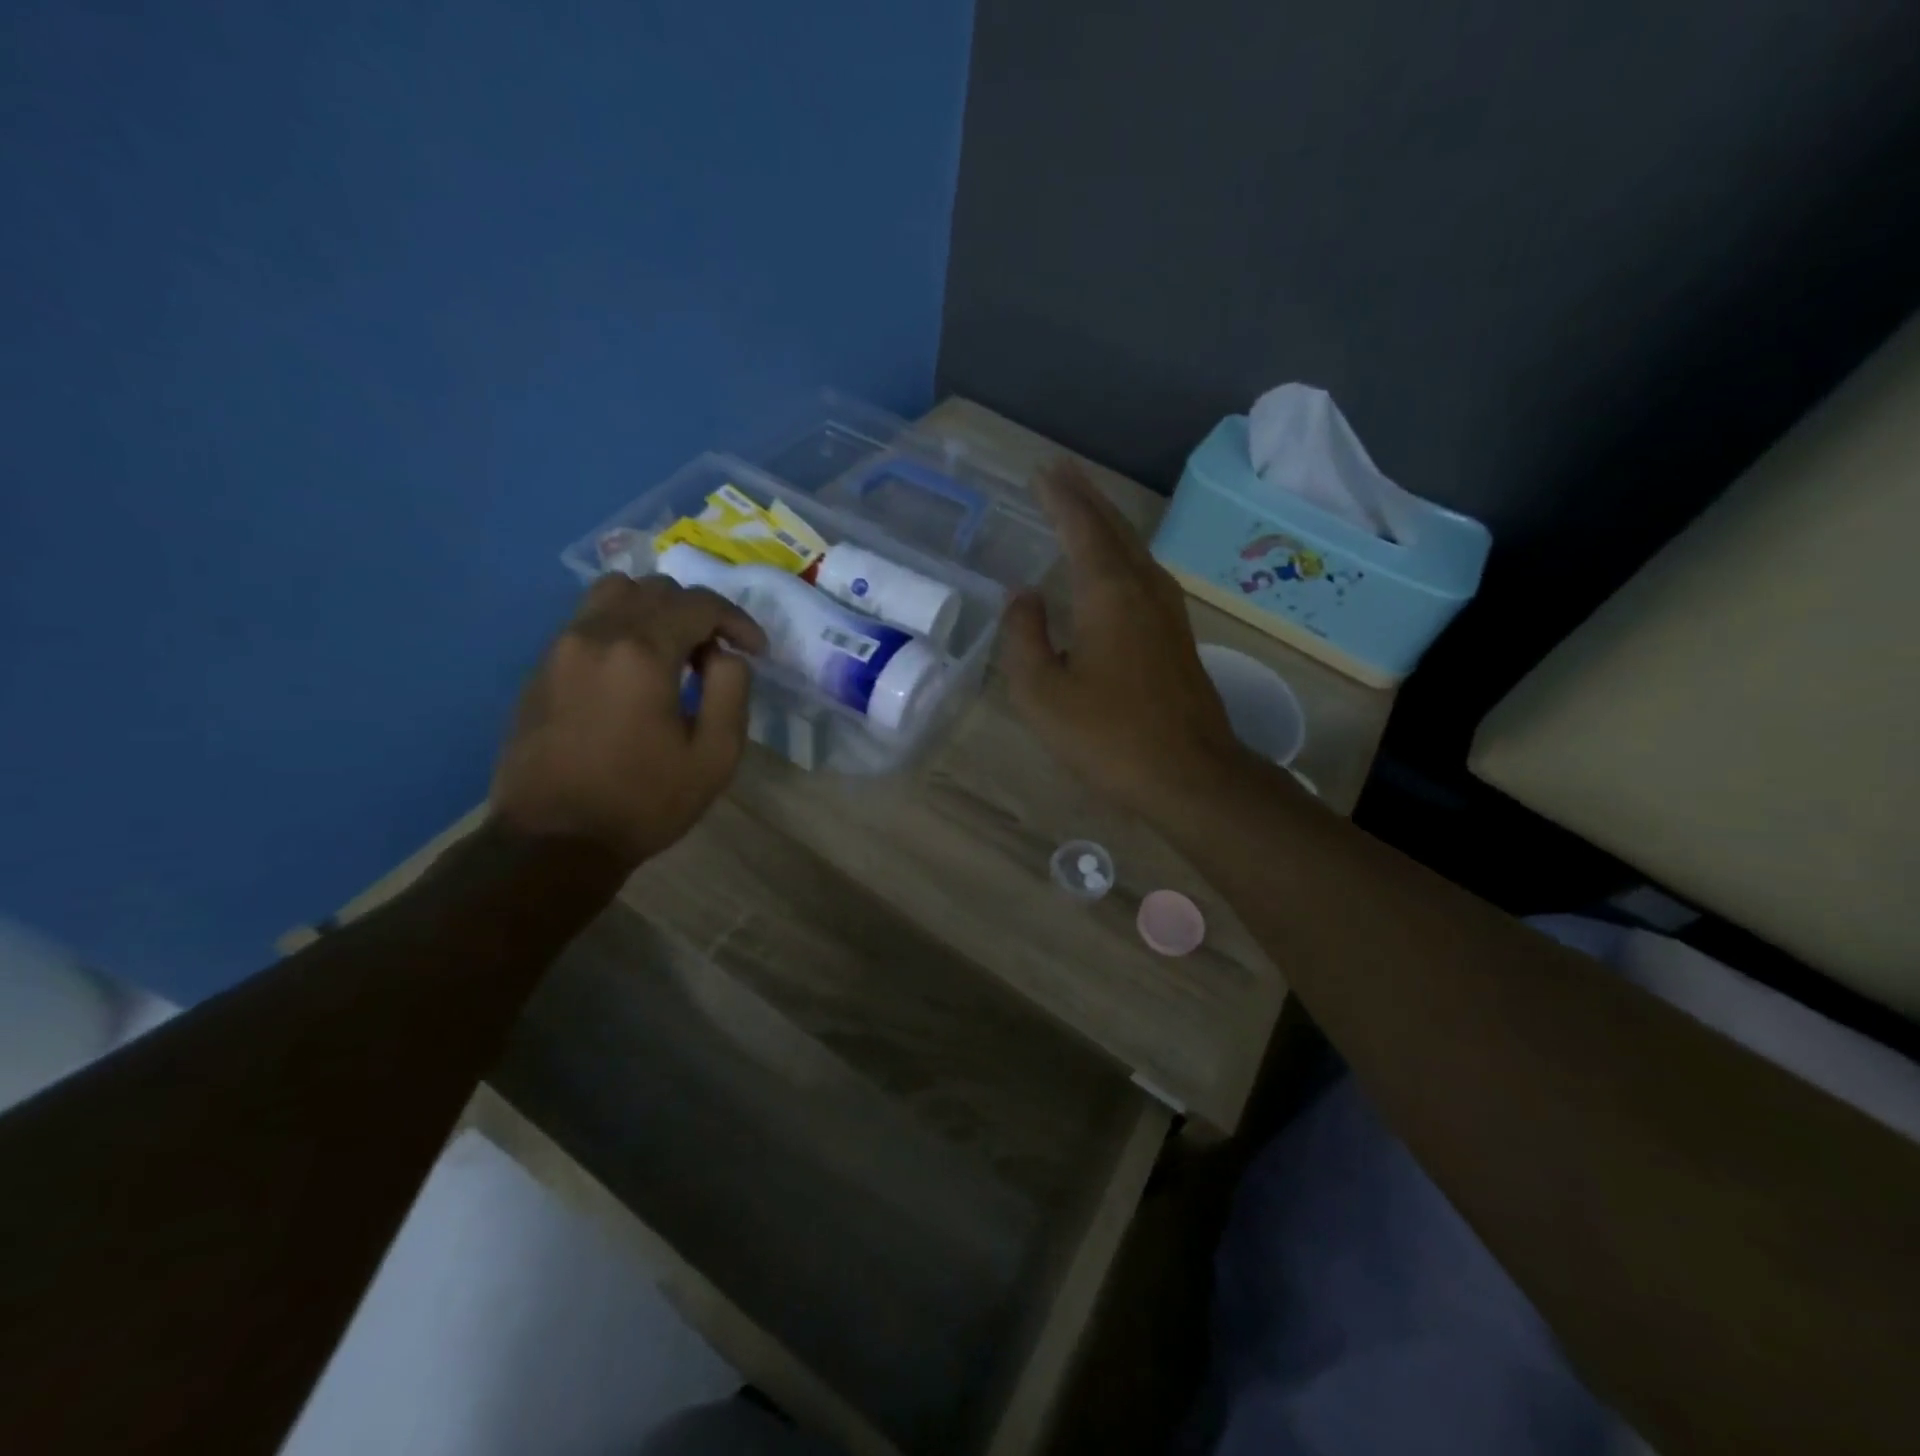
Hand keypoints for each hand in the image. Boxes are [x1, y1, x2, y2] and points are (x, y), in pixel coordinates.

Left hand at [491, 574, 767, 866]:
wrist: (554, 840)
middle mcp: (596, 633)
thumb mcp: (715, 755)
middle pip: (656, 589)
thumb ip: (730, 690)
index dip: (738, 621)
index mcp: (641, 652)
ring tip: (672, 652)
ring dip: (655, 610)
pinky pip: (588, 621)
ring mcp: (561, 647)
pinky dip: (622, 626)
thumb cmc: (644, 801)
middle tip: (714, 656)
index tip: (757, 650)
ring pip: (615, 592)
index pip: (700, 604)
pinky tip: (634, 671)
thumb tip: (724, 655)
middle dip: (698, 613)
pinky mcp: (541, 667)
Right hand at [1001, 459, 1245, 817]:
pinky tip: (1114, 566)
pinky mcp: (1178, 636)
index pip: (1081, 527)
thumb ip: (1024, 637)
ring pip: (1134, 549)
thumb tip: (1023, 595)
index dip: (1059, 497)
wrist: (1190, 775)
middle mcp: (1144, 589)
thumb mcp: (1042, 693)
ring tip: (1082, 506)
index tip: (1040, 470)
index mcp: (1109, 594)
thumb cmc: (1107, 736)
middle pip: (1114, 528)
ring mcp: (1168, 611)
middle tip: (1059, 471)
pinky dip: (1121, 553)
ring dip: (1106, 522)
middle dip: (1085, 497)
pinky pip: (1144, 573)